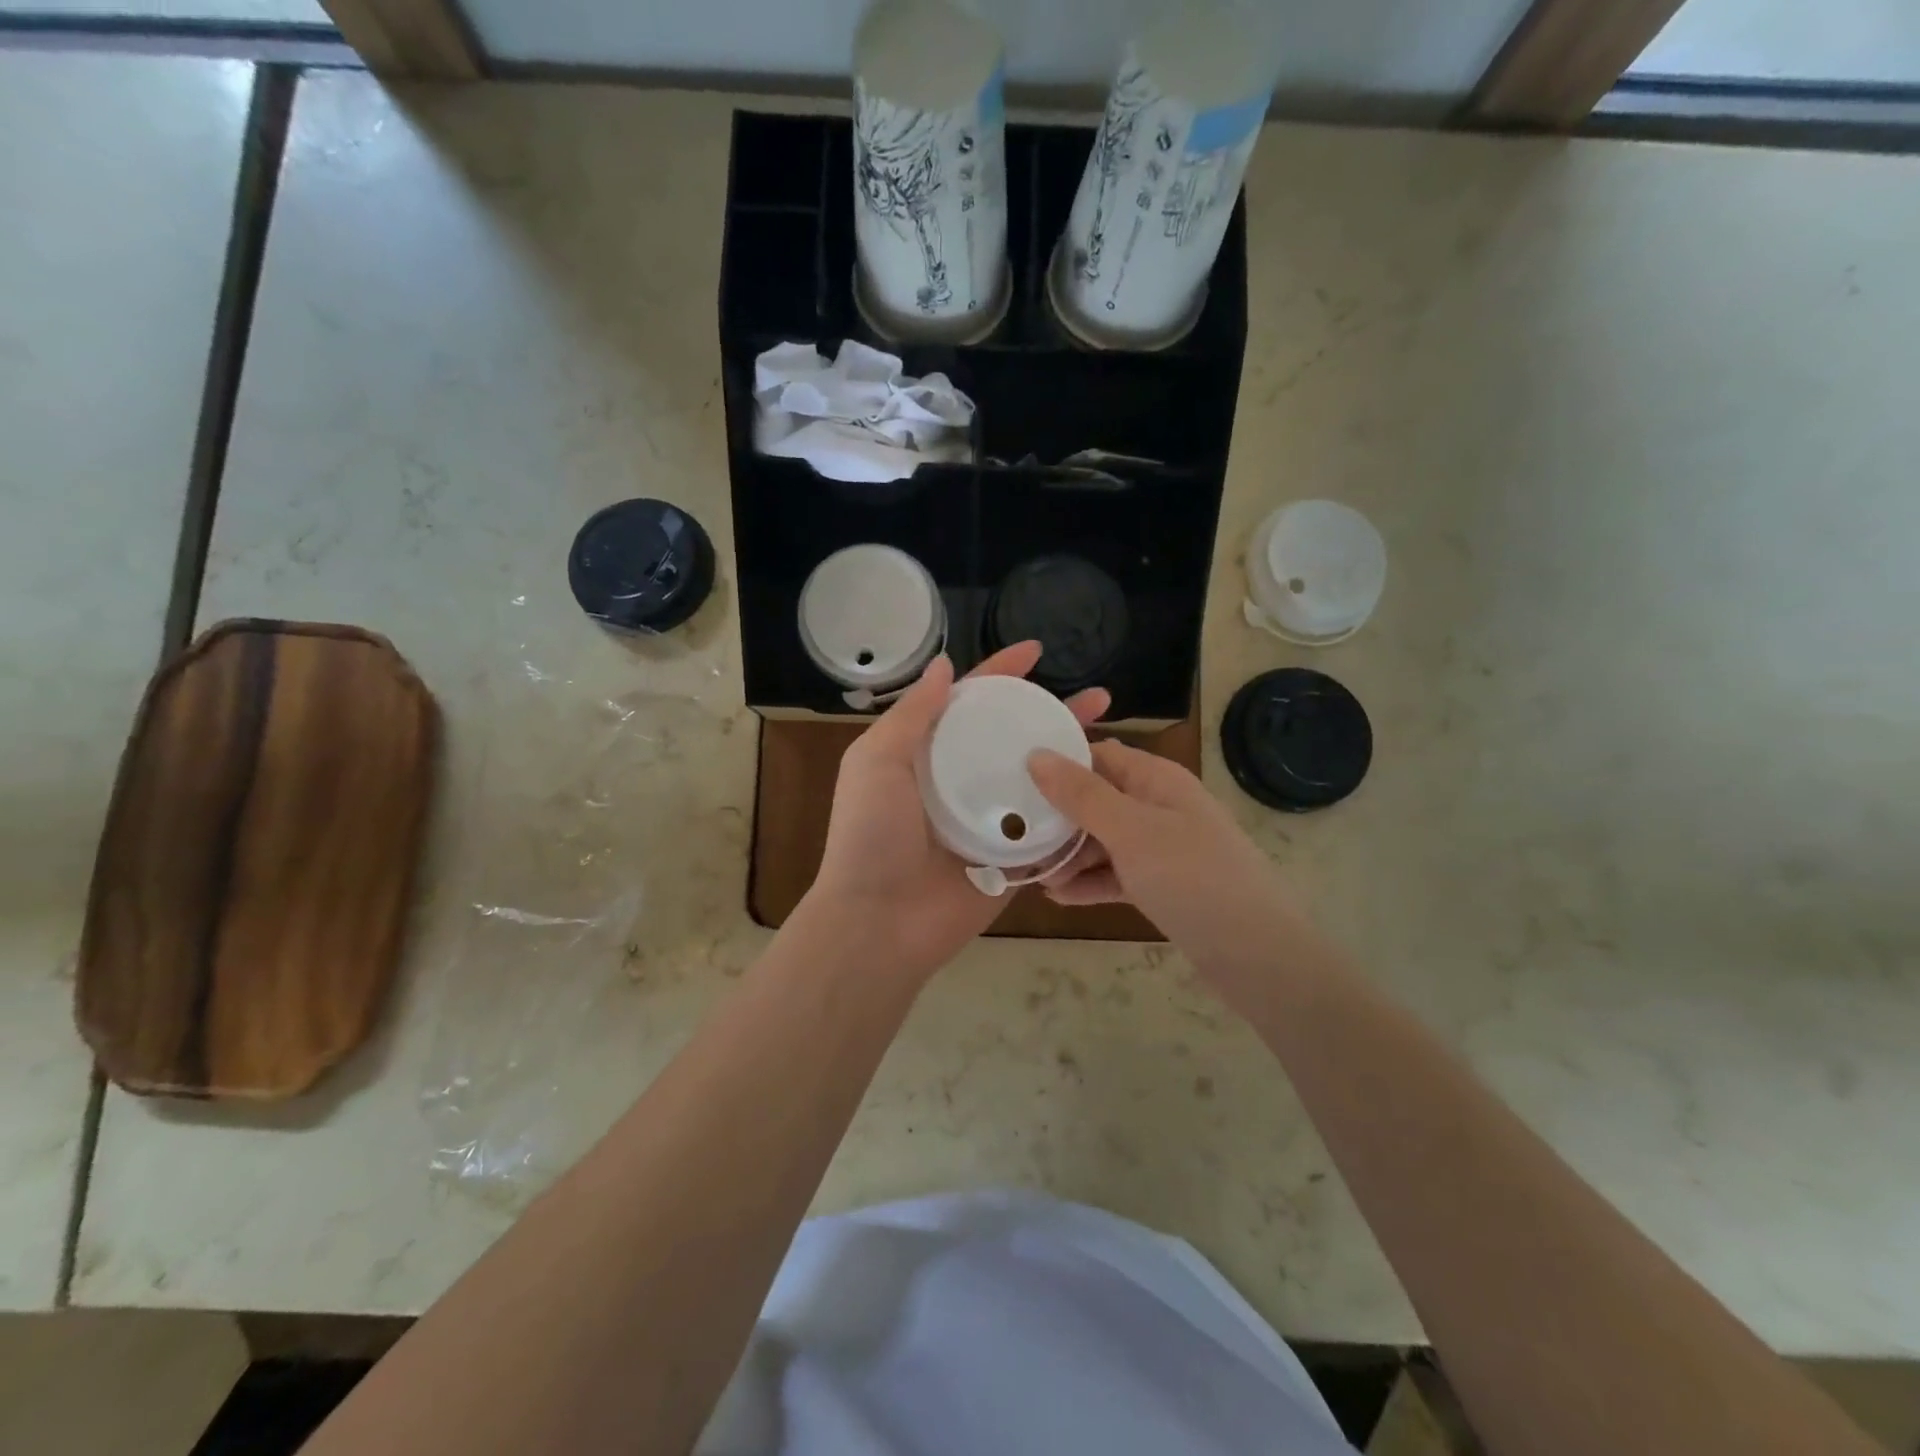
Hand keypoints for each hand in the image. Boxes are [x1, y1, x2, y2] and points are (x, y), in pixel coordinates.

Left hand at [805, 642, 1108, 981]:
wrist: (881, 921)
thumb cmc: (872, 834)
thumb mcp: (877, 761)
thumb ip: (912, 714)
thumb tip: (946, 665)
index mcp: (927, 754)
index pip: (970, 702)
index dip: (1000, 673)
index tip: (1037, 650)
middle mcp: (962, 780)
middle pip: (1013, 736)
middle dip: (1052, 713)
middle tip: (1098, 697)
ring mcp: (990, 819)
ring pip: (1038, 778)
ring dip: (1072, 756)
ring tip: (1111, 735)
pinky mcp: (1013, 857)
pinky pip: (1049, 826)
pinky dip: (1074, 806)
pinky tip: (1108, 788)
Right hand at [1027, 741, 1301, 975]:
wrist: (1257, 955)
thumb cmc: (1192, 877)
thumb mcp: (1131, 831)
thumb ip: (1082, 794)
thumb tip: (1037, 755)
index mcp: (1157, 780)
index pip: (1099, 755)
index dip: (1059, 762)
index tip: (1013, 777)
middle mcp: (1159, 807)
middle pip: (1097, 799)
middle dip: (1058, 816)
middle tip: (1015, 833)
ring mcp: (1162, 848)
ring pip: (1104, 840)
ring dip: (1069, 854)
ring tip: (1032, 873)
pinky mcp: (1162, 885)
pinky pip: (1117, 874)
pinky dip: (1090, 882)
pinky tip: (1057, 897)